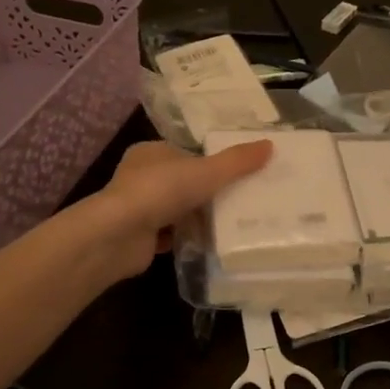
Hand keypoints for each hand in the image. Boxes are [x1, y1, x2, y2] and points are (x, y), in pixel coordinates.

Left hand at [90, 139, 272, 278]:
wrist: (119, 235)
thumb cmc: (160, 191)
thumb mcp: (207, 171)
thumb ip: (237, 161)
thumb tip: (270, 145)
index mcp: (151, 152)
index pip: (186, 153)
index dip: (211, 162)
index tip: (238, 174)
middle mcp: (141, 177)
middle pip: (183, 182)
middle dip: (207, 192)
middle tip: (241, 199)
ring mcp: (138, 208)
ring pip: (176, 209)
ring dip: (198, 216)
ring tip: (232, 222)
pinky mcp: (139, 236)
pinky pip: (170, 234)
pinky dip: (187, 237)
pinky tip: (209, 243)